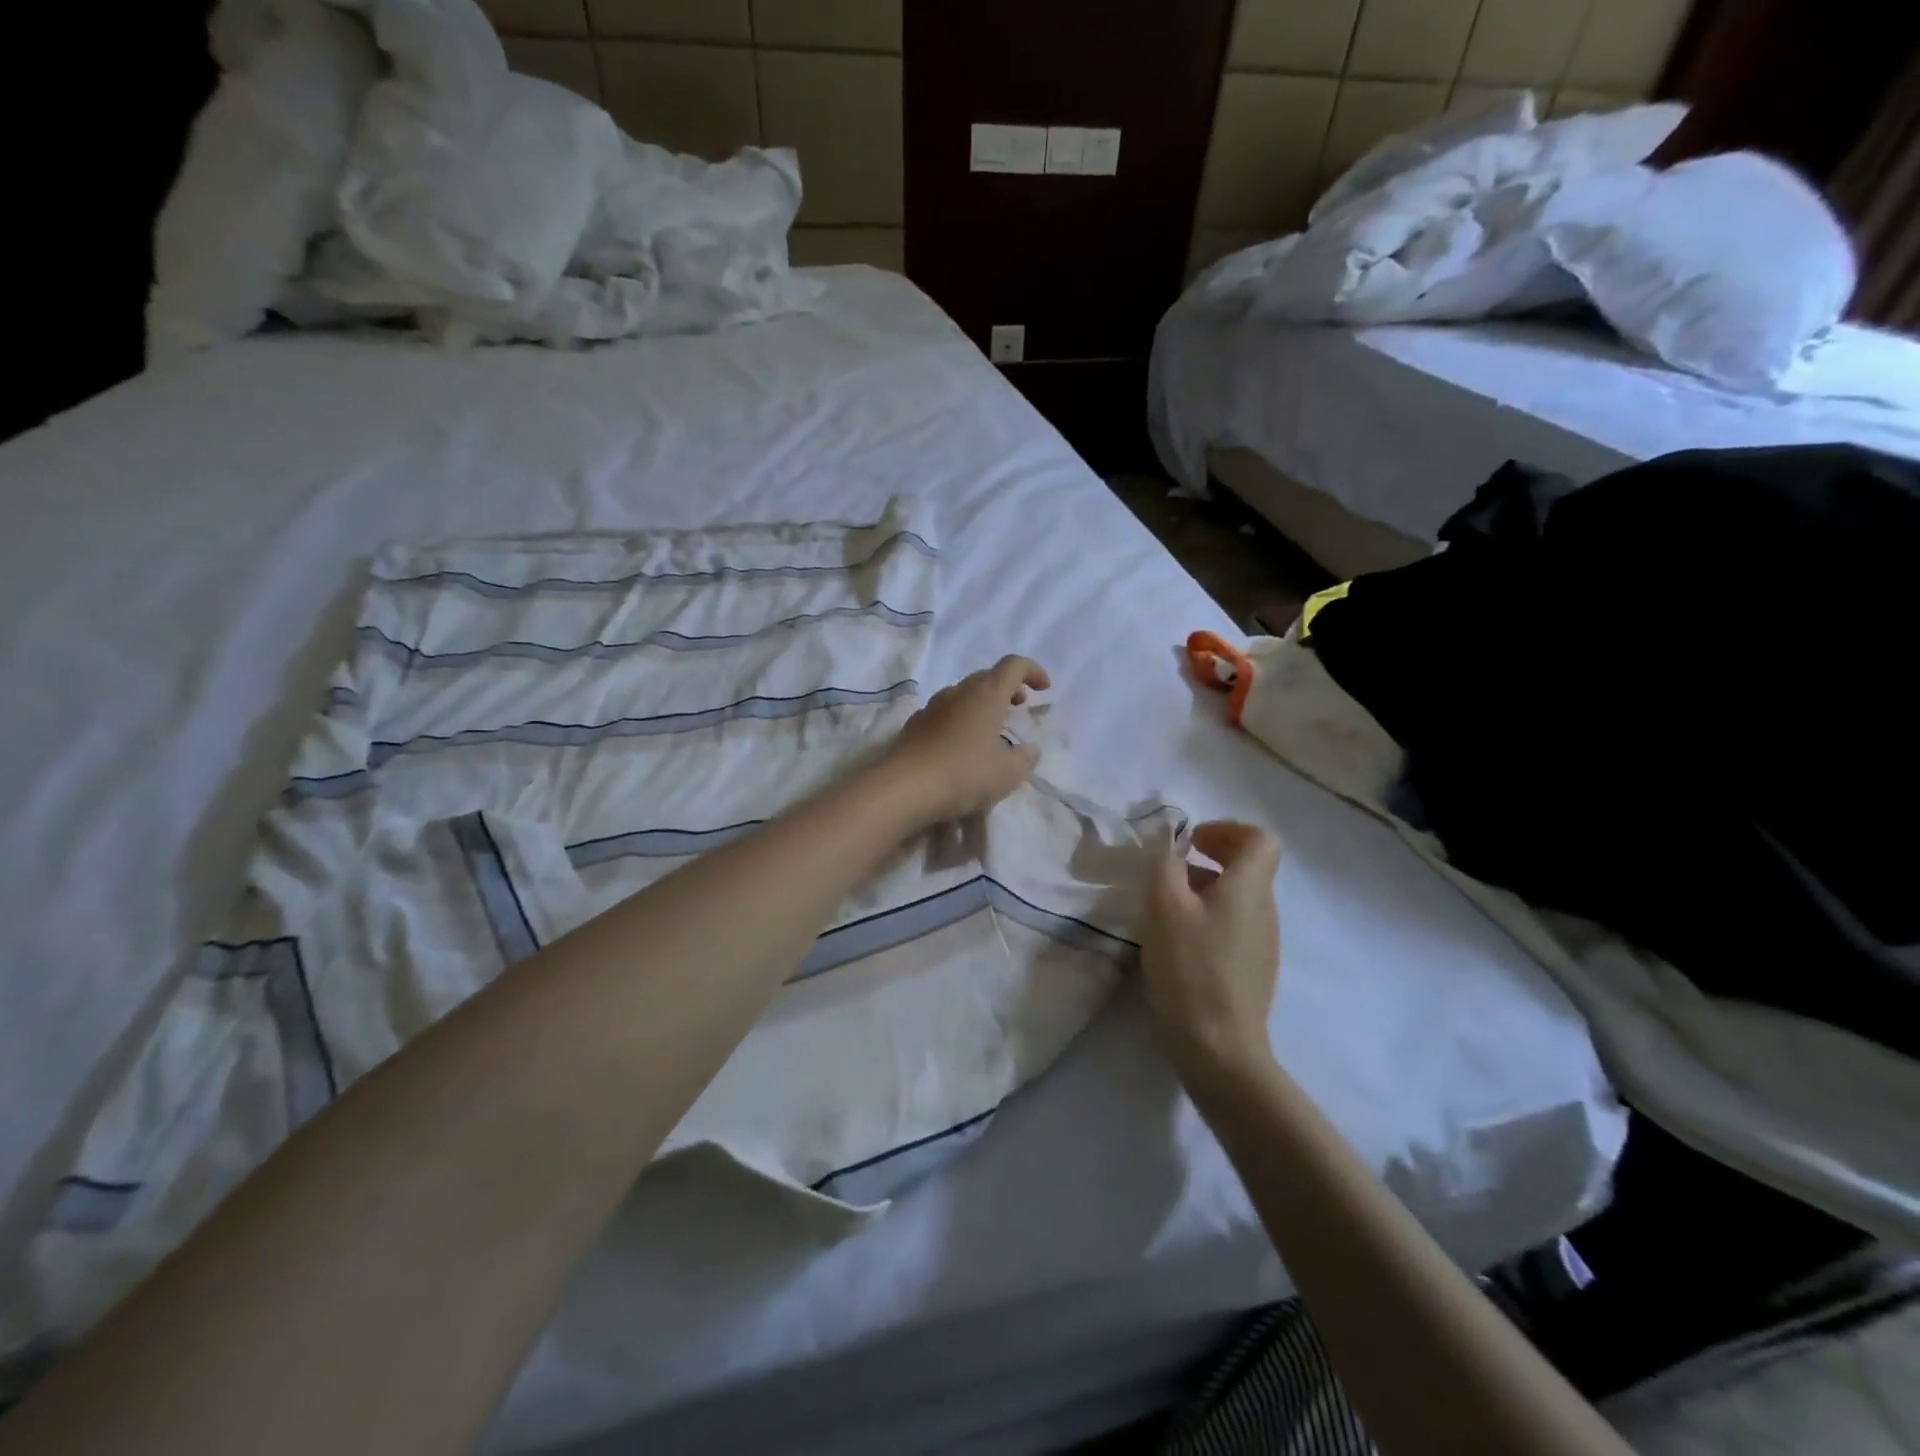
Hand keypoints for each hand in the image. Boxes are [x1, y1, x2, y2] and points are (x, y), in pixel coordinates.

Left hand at [881, 656, 1049, 827]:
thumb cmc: (964, 774)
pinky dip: (960, 720)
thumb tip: (1029, 749)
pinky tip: (960, 745)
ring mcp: (932, 707)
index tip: (1044, 689)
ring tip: (991, 729)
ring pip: (963, 695)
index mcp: (986, 694)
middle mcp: (958, 692)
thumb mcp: (1008, 773)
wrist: (904, 788)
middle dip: (1007, 688)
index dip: (1032, 671)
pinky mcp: (914, 725)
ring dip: (981, 704)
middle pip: (986, 677)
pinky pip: (944, 713)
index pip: (1013, 665)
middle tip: (1018, 707)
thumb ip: (1025, 758)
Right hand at [1140, 821, 1282, 1093]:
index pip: (1260, 839)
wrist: (1219, 1048)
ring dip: (1206, 887)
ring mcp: (1263, 943)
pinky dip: (1209, 916)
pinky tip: (1179, 941)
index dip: (1227, 829)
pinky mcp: (1253, 970)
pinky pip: (1235, 925)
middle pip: (1249, 867)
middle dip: (1211, 856)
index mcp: (1250, 888)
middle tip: (1173, 867)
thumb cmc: (1190, 968)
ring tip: (1167, 905)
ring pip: (1239, 897)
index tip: (1192, 841)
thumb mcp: (1163, 906)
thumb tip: (1169, 839)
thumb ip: (1164, 863)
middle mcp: (1265, 910)